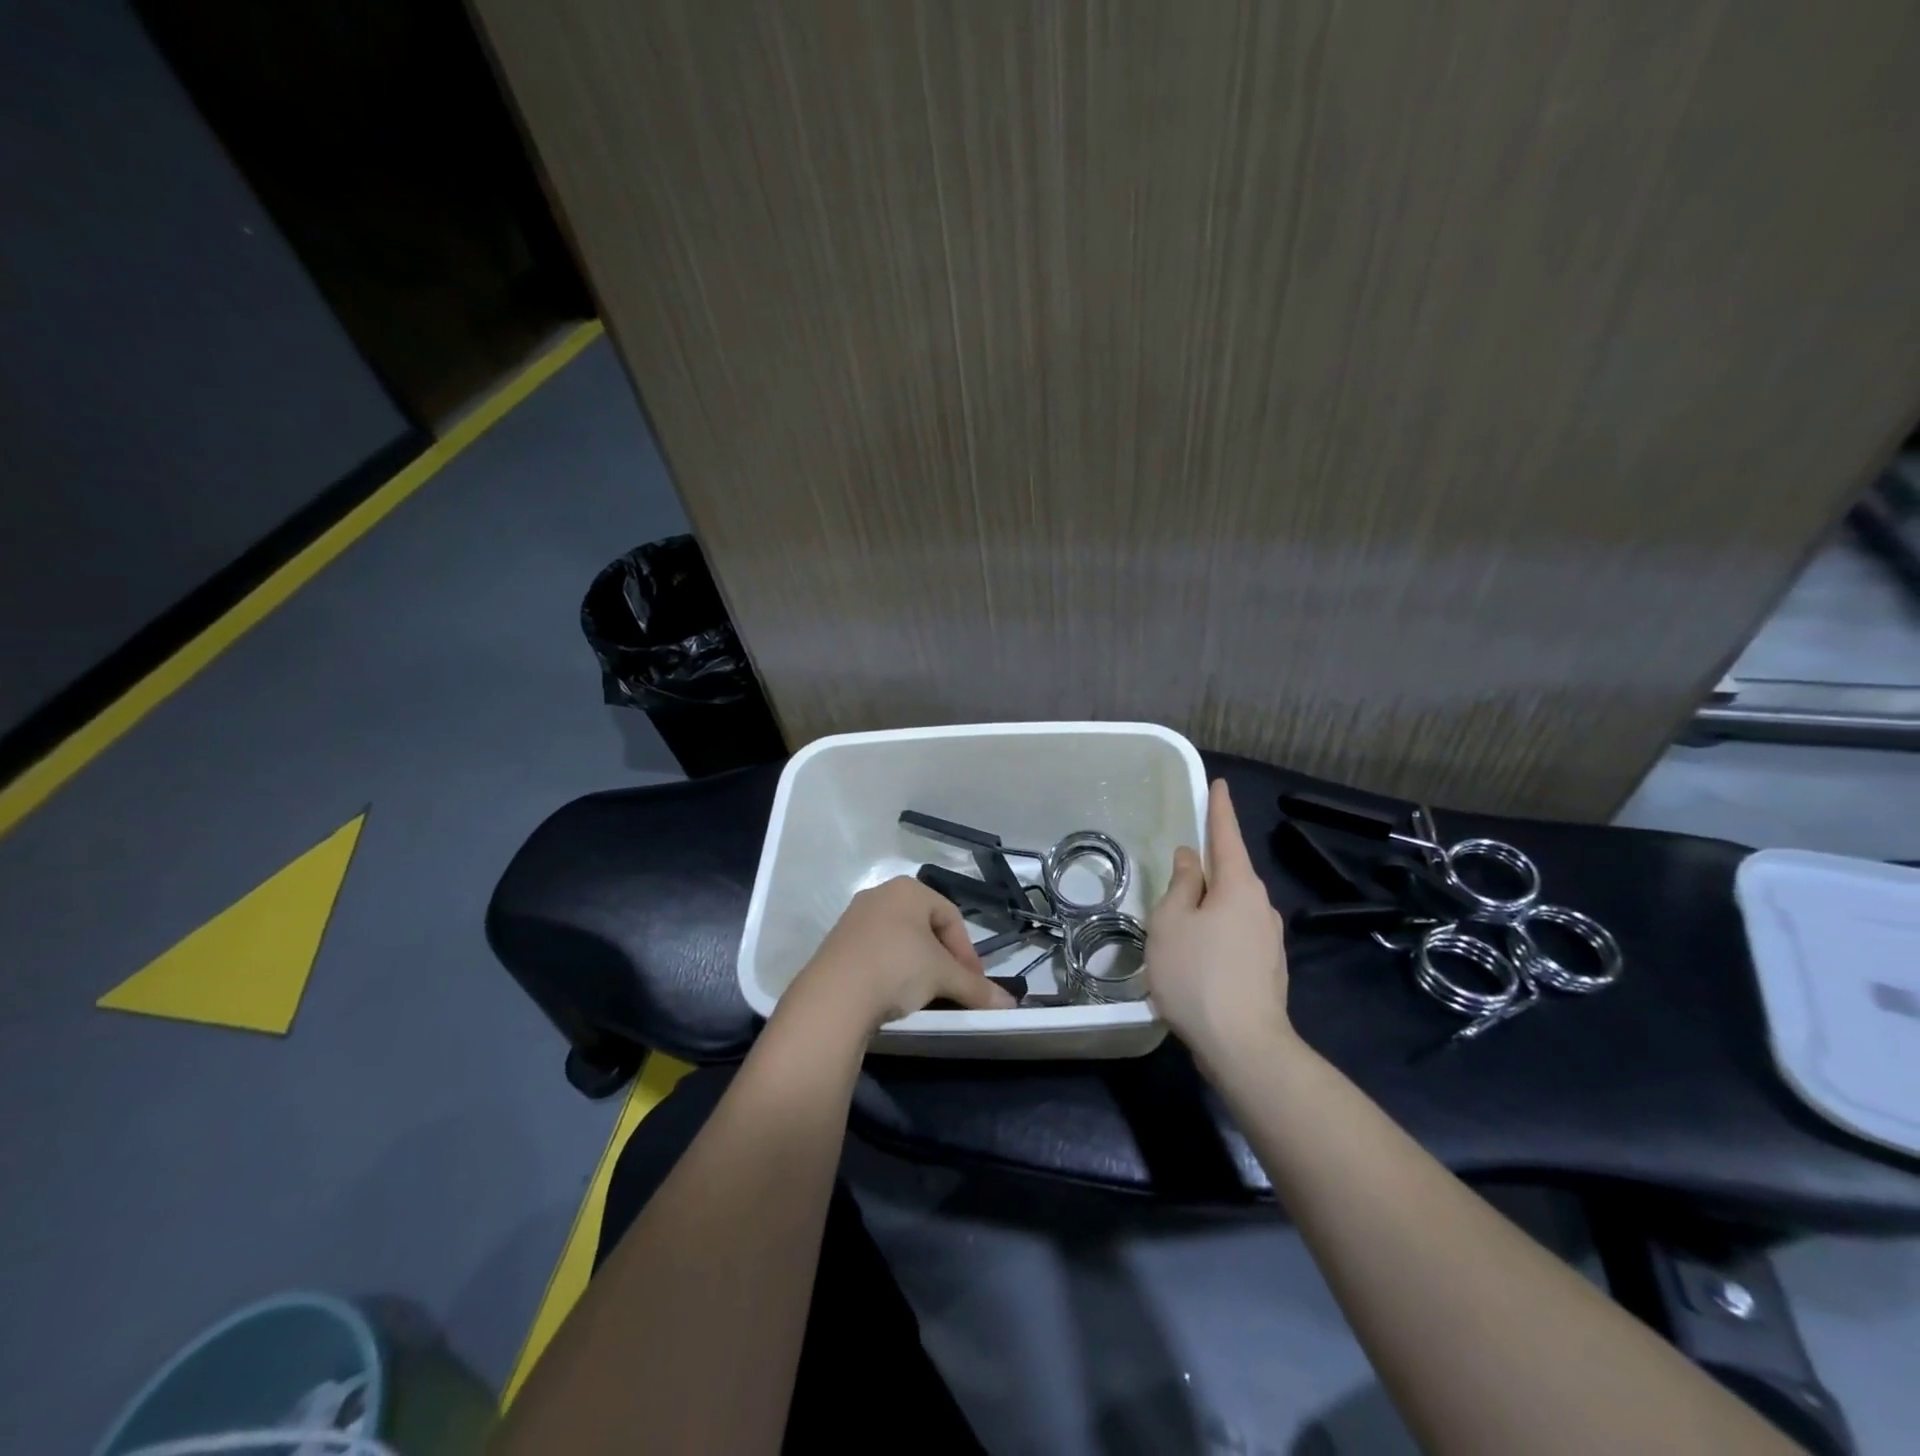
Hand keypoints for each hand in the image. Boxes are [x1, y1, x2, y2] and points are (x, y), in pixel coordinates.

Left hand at [785, 876, 1016, 1033]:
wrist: (834, 997)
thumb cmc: (898, 968)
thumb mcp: (944, 977)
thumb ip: (977, 988)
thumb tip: (1010, 1006)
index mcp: (908, 889)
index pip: (951, 917)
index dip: (968, 953)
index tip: (975, 984)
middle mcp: (880, 895)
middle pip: (925, 928)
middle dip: (944, 959)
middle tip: (953, 988)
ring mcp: (854, 919)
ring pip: (900, 941)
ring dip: (918, 967)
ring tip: (926, 996)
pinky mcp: (836, 944)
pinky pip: (876, 954)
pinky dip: (892, 972)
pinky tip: (895, 997)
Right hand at [1147, 779, 1298, 1070]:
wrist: (1245, 1046)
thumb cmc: (1197, 975)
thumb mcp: (1171, 923)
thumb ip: (1180, 885)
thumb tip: (1190, 859)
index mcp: (1238, 886)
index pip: (1226, 835)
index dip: (1219, 809)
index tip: (1219, 785)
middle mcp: (1261, 906)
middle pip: (1230, 873)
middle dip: (1206, 866)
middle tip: (1177, 869)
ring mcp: (1269, 939)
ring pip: (1232, 907)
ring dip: (1208, 904)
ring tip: (1177, 923)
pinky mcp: (1267, 968)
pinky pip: (1236, 934)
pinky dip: (1215, 931)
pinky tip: (1196, 956)